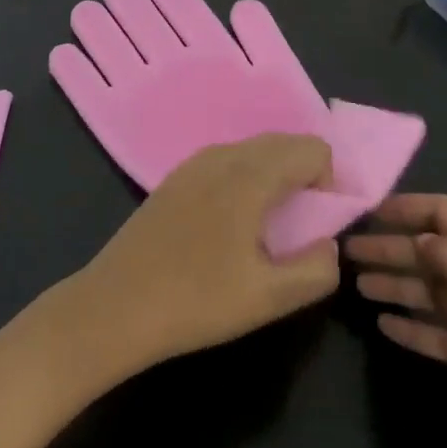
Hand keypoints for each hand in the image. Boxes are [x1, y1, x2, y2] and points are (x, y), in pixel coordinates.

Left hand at [65, 136, 341, 383]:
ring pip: (254, 150)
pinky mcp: (176, 177)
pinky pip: (228, 161)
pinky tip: (232, 225)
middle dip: (305, 176)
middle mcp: (224, 154)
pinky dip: (247, 178)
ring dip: (275, 176)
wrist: (116, 305)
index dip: (330, 183)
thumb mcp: (270, 298)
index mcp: (250, 174)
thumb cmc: (197, 300)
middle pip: (284, 142)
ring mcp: (194, 162)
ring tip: (270, 229)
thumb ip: (317, 269)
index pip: (312, 149)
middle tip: (302, 228)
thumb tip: (330, 244)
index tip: (320, 225)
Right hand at [347, 194, 446, 447]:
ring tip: (358, 285)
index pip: (446, 212)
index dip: (407, 207)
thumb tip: (422, 238)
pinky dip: (415, 327)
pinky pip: (442, 331)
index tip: (368, 211)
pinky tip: (386, 326)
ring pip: (434, 291)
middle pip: (434, 251)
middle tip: (348, 252)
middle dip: (393, 248)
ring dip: (398, 285)